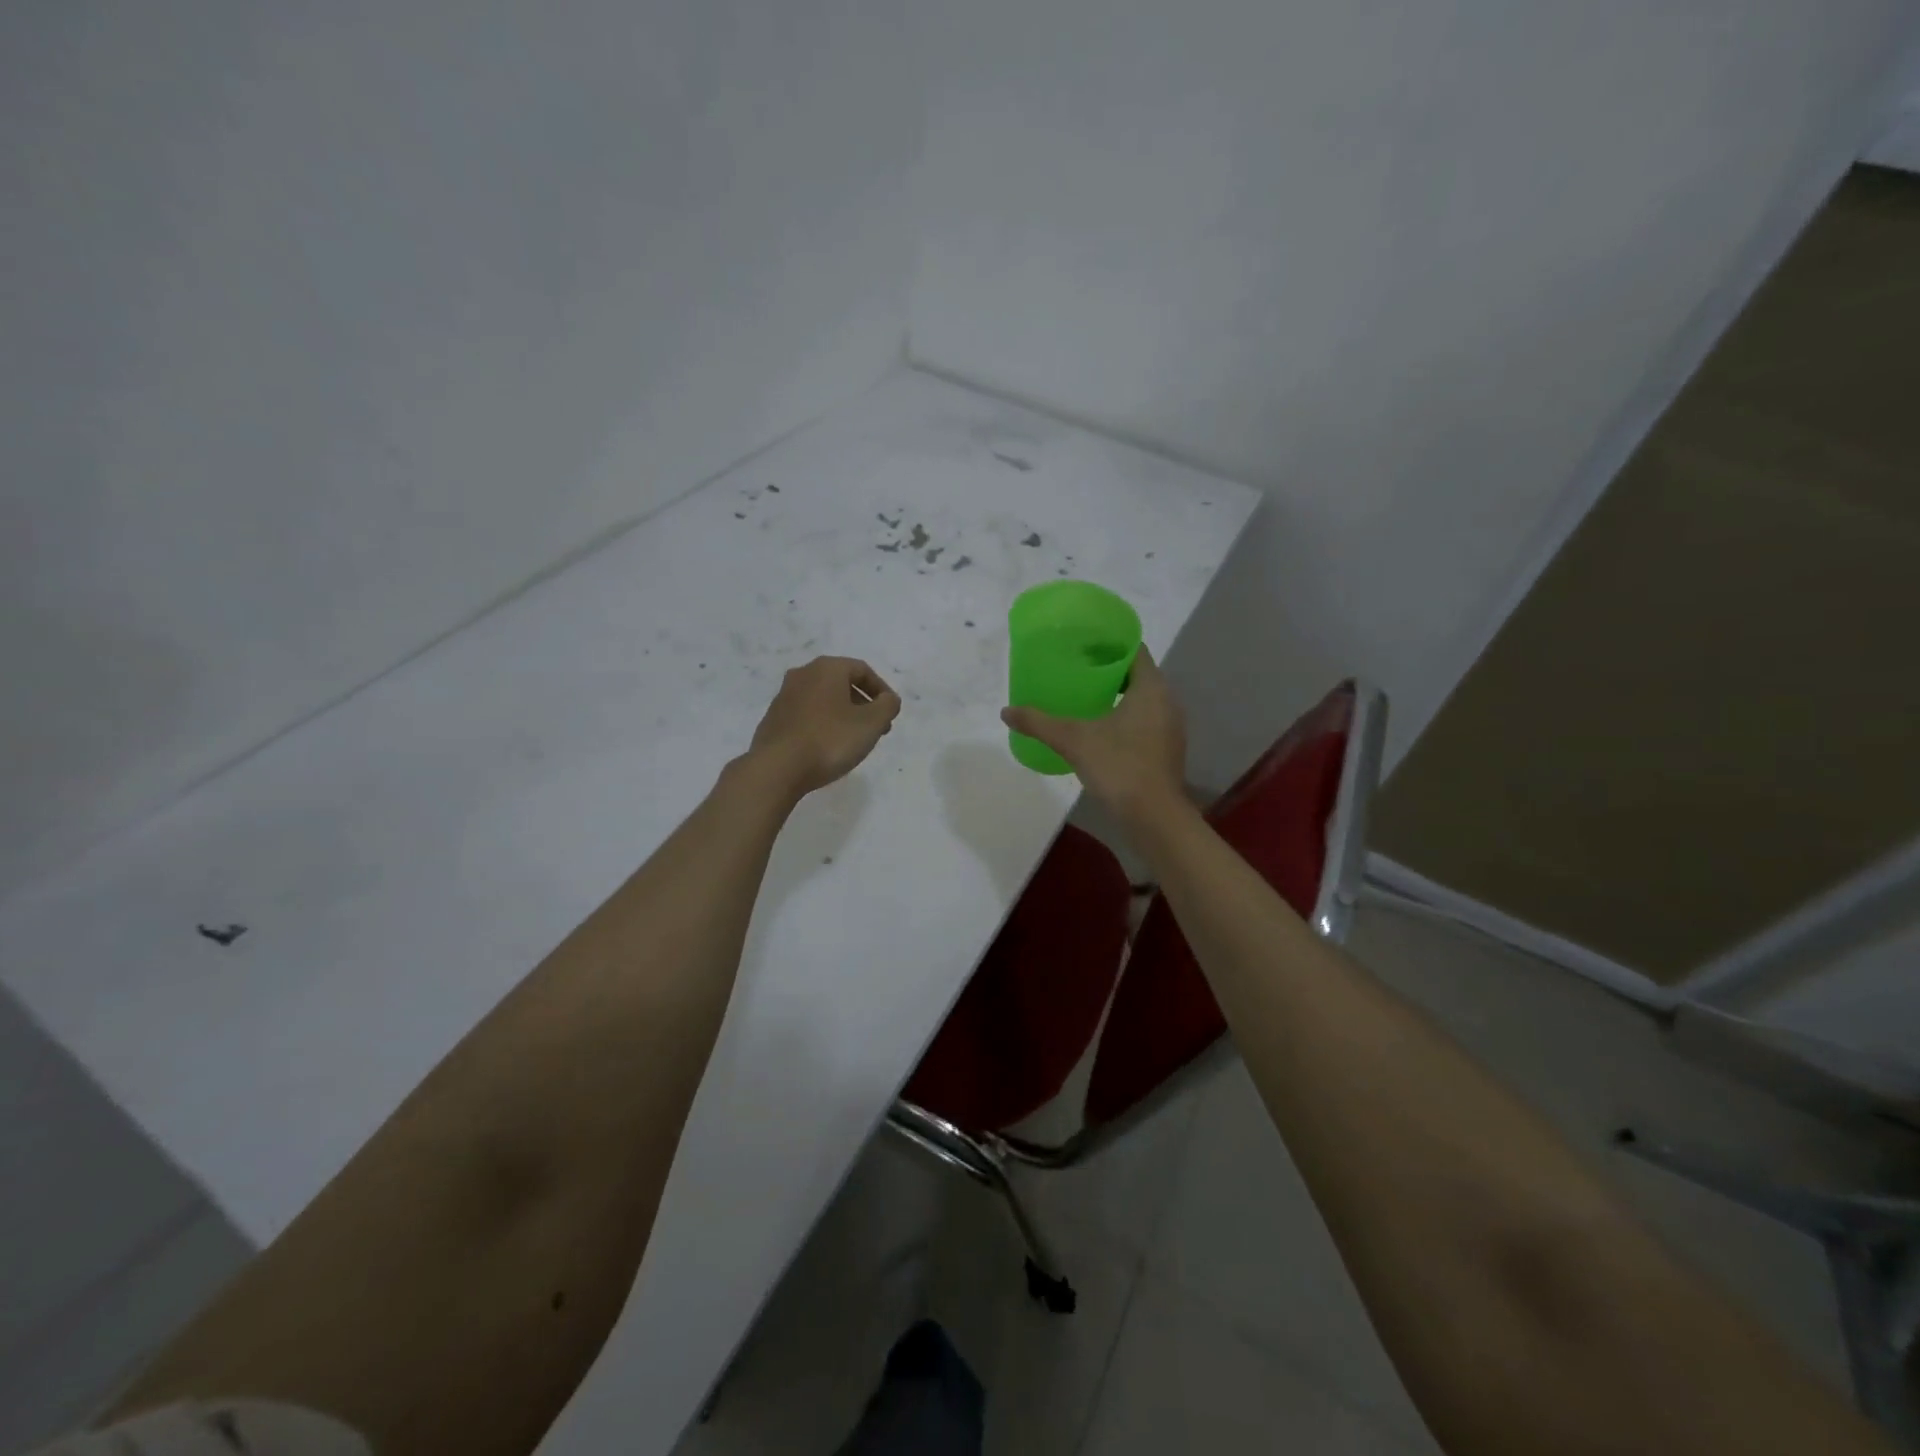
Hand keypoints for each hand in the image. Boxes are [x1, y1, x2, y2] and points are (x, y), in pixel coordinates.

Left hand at [747, 656, 901, 799]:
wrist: (777, 768)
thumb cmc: (829, 740)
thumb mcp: (871, 723)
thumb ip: (887, 706)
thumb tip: (888, 699)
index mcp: (827, 668)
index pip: (862, 670)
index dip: (881, 690)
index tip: (891, 712)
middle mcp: (802, 674)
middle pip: (841, 683)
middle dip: (863, 704)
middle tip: (877, 728)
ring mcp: (784, 697)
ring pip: (823, 700)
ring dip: (844, 715)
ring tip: (855, 740)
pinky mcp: (773, 719)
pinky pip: (807, 715)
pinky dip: (823, 725)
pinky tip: (828, 747)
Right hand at [1001, 646, 1187, 826]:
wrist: (1154, 818)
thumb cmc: (1119, 767)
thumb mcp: (1073, 740)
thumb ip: (1039, 722)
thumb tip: (1006, 711)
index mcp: (1151, 688)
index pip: (1134, 650)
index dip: (1109, 642)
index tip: (1083, 643)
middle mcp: (1167, 701)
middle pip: (1138, 674)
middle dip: (1108, 669)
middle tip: (1076, 668)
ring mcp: (1171, 728)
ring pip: (1143, 699)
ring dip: (1117, 695)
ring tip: (1084, 696)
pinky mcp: (1167, 750)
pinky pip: (1145, 721)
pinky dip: (1125, 717)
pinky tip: (1100, 729)